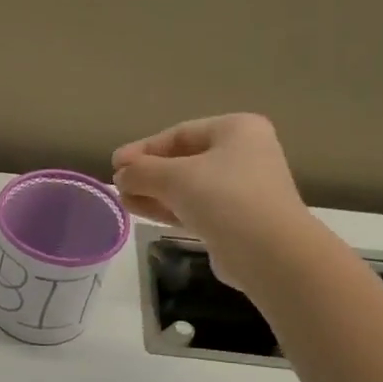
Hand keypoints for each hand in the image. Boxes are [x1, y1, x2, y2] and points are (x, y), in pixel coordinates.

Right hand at [111, 113, 315, 292]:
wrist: (268, 251)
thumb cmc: (224, 198)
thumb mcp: (175, 178)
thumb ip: (142, 171)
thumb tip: (120, 174)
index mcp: (236, 130)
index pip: (179, 134)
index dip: (143, 148)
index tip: (114, 164)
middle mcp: (242, 154)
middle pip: (183, 159)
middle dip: (148, 172)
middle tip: (118, 184)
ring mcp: (239, 188)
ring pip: (186, 186)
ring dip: (153, 192)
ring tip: (123, 200)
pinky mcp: (233, 219)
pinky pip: (193, 207)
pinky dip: (167, 208)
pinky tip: (140, 211)